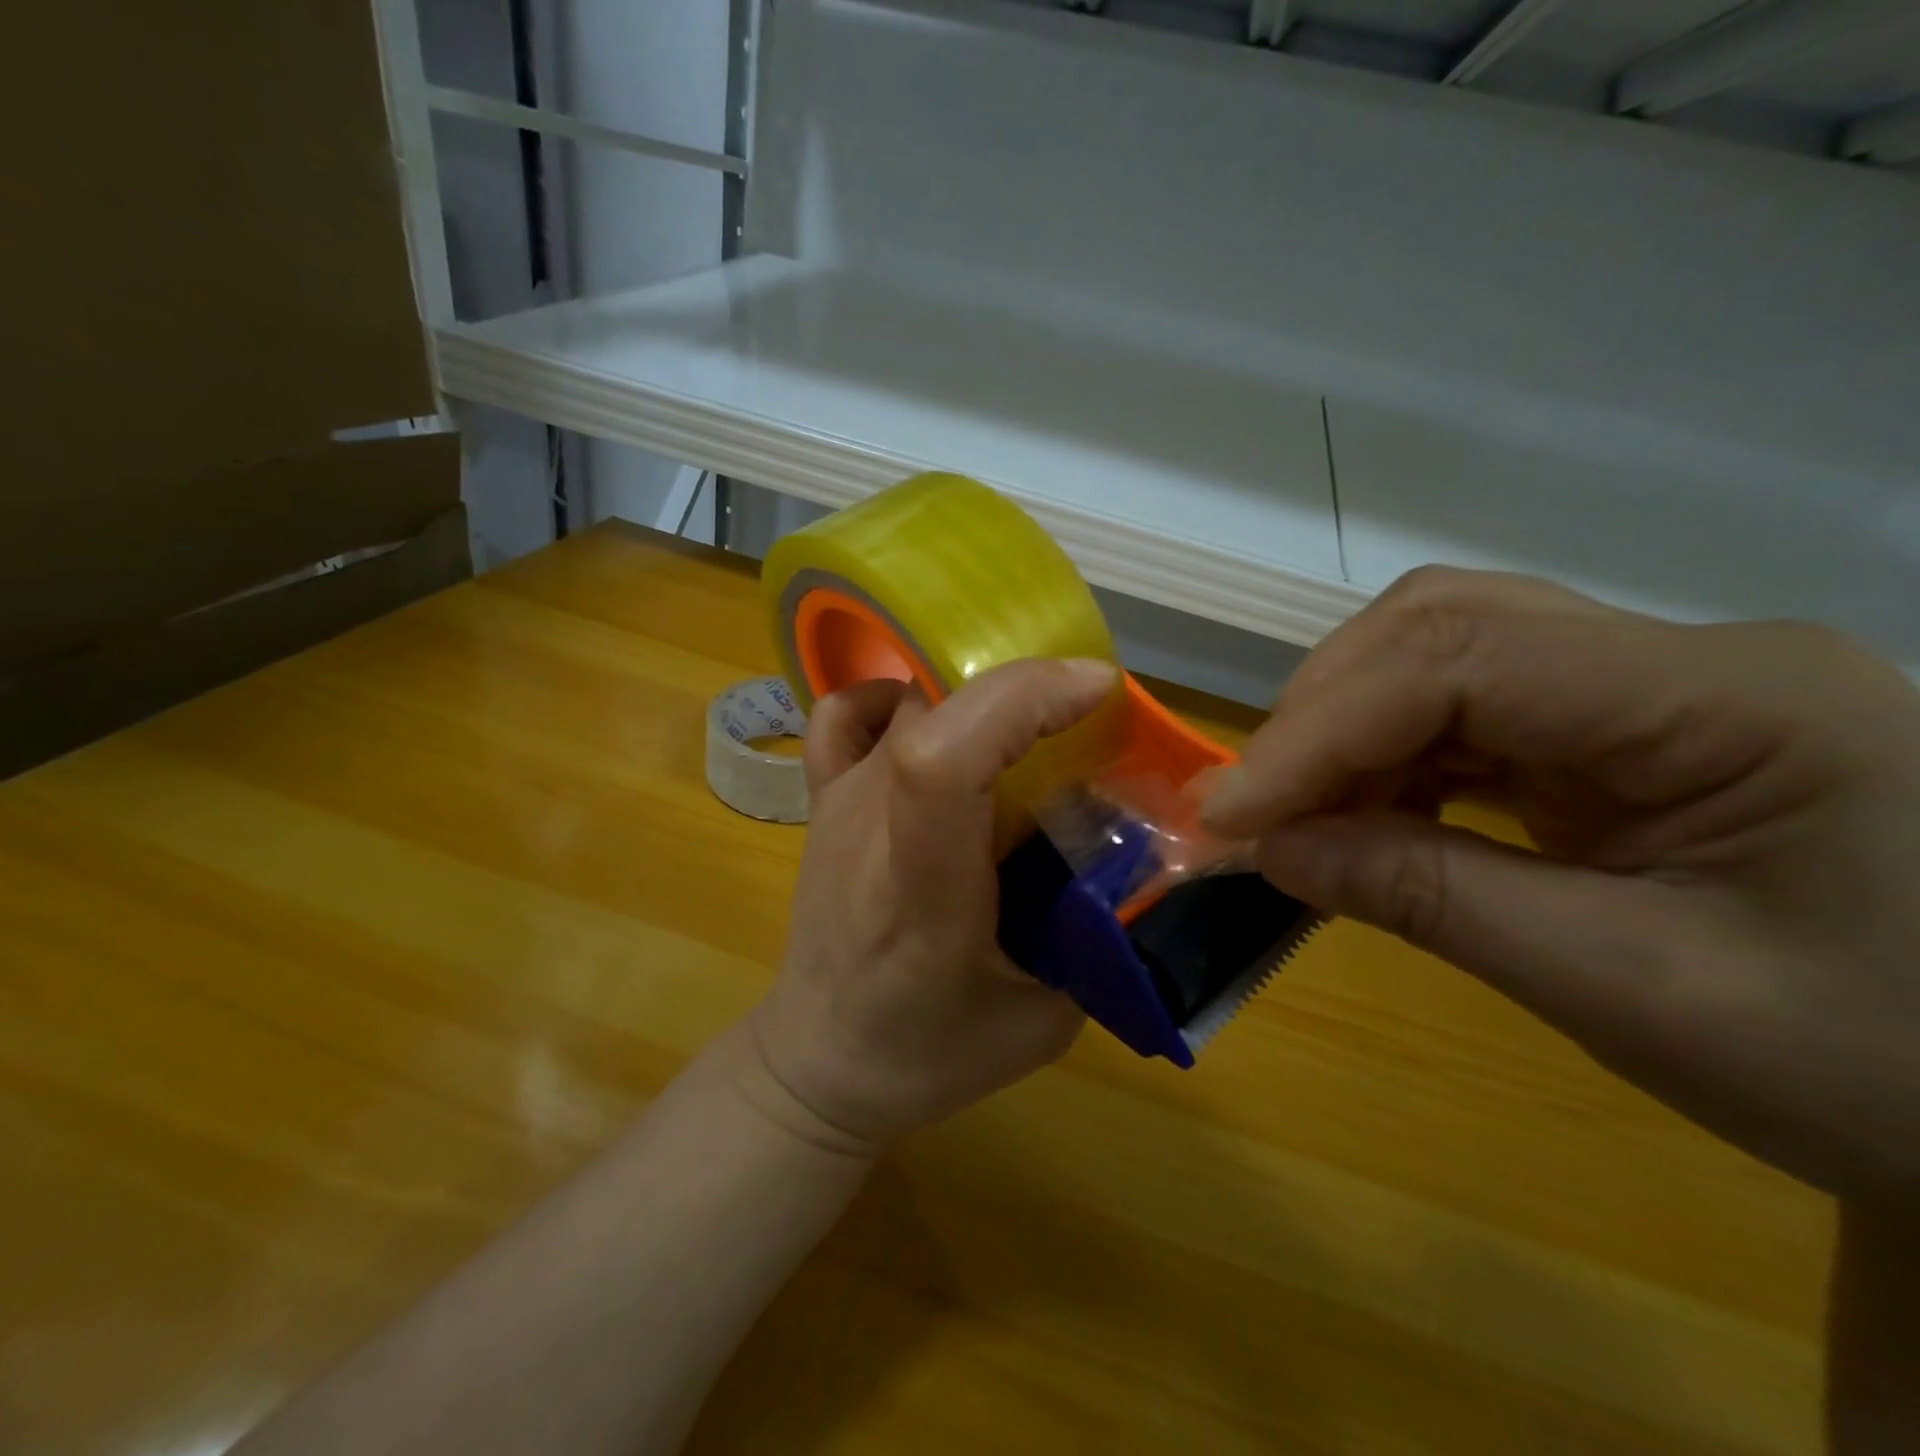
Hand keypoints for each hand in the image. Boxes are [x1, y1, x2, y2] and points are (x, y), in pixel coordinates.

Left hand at [748, 657, 1115, 1149]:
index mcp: (924, 889)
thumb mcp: (1042, 1021)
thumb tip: (1141, 858)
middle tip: (1084, 713)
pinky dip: (892, 696)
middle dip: (1023, 687)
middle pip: (933, 710)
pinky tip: (930, 722)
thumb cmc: (925, 1052)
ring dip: (976, 692)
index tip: (1097, 690)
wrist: (819, 1059)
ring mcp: (838, 803)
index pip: (945, 759)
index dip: (1022, 700)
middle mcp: (870, 825)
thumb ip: (1096, 941)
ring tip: (1027, 723)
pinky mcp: (822, 800)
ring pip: (904, 701)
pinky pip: (844, 715)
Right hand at [1204, 567, 1919, 1200]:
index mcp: (1723, 699)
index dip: (1317, 733)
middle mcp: (1674, 657)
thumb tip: (1271, 851)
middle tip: (1250, 808)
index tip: (1226, 815)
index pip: (1460, 664)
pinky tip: (1358, 815)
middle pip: (1440, 627)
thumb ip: (1431, 899)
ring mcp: (1643, 686)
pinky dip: (1382, 759)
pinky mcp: (1614, 728)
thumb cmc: (1888, 1067)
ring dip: (1341, 733)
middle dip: (1318, 715)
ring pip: (1438, 656)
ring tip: (1291, 816)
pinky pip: (1461, 712)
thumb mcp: (1636, 991)